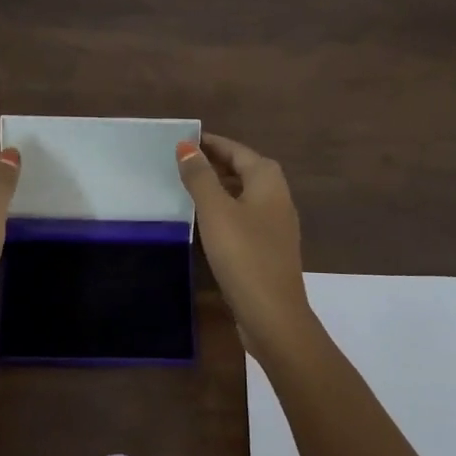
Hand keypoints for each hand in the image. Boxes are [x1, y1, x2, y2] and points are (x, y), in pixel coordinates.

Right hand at [176, 133, 318, 359]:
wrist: (273, 315)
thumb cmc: (244, 255)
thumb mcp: (216, 211)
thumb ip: (200, 177)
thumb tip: (186, 146)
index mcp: (268, 180)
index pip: (236, 149)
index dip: (209, 143)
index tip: (181, 141)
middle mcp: (277, 196)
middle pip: (243, 169)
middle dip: (213, 163)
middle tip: (178, 163)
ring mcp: (276, 224)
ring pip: (243, 194)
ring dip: (218, 187)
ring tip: (185, 187)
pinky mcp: (269, 248)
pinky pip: (244, 217)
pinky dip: (224, 210)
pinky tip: (204, 221)